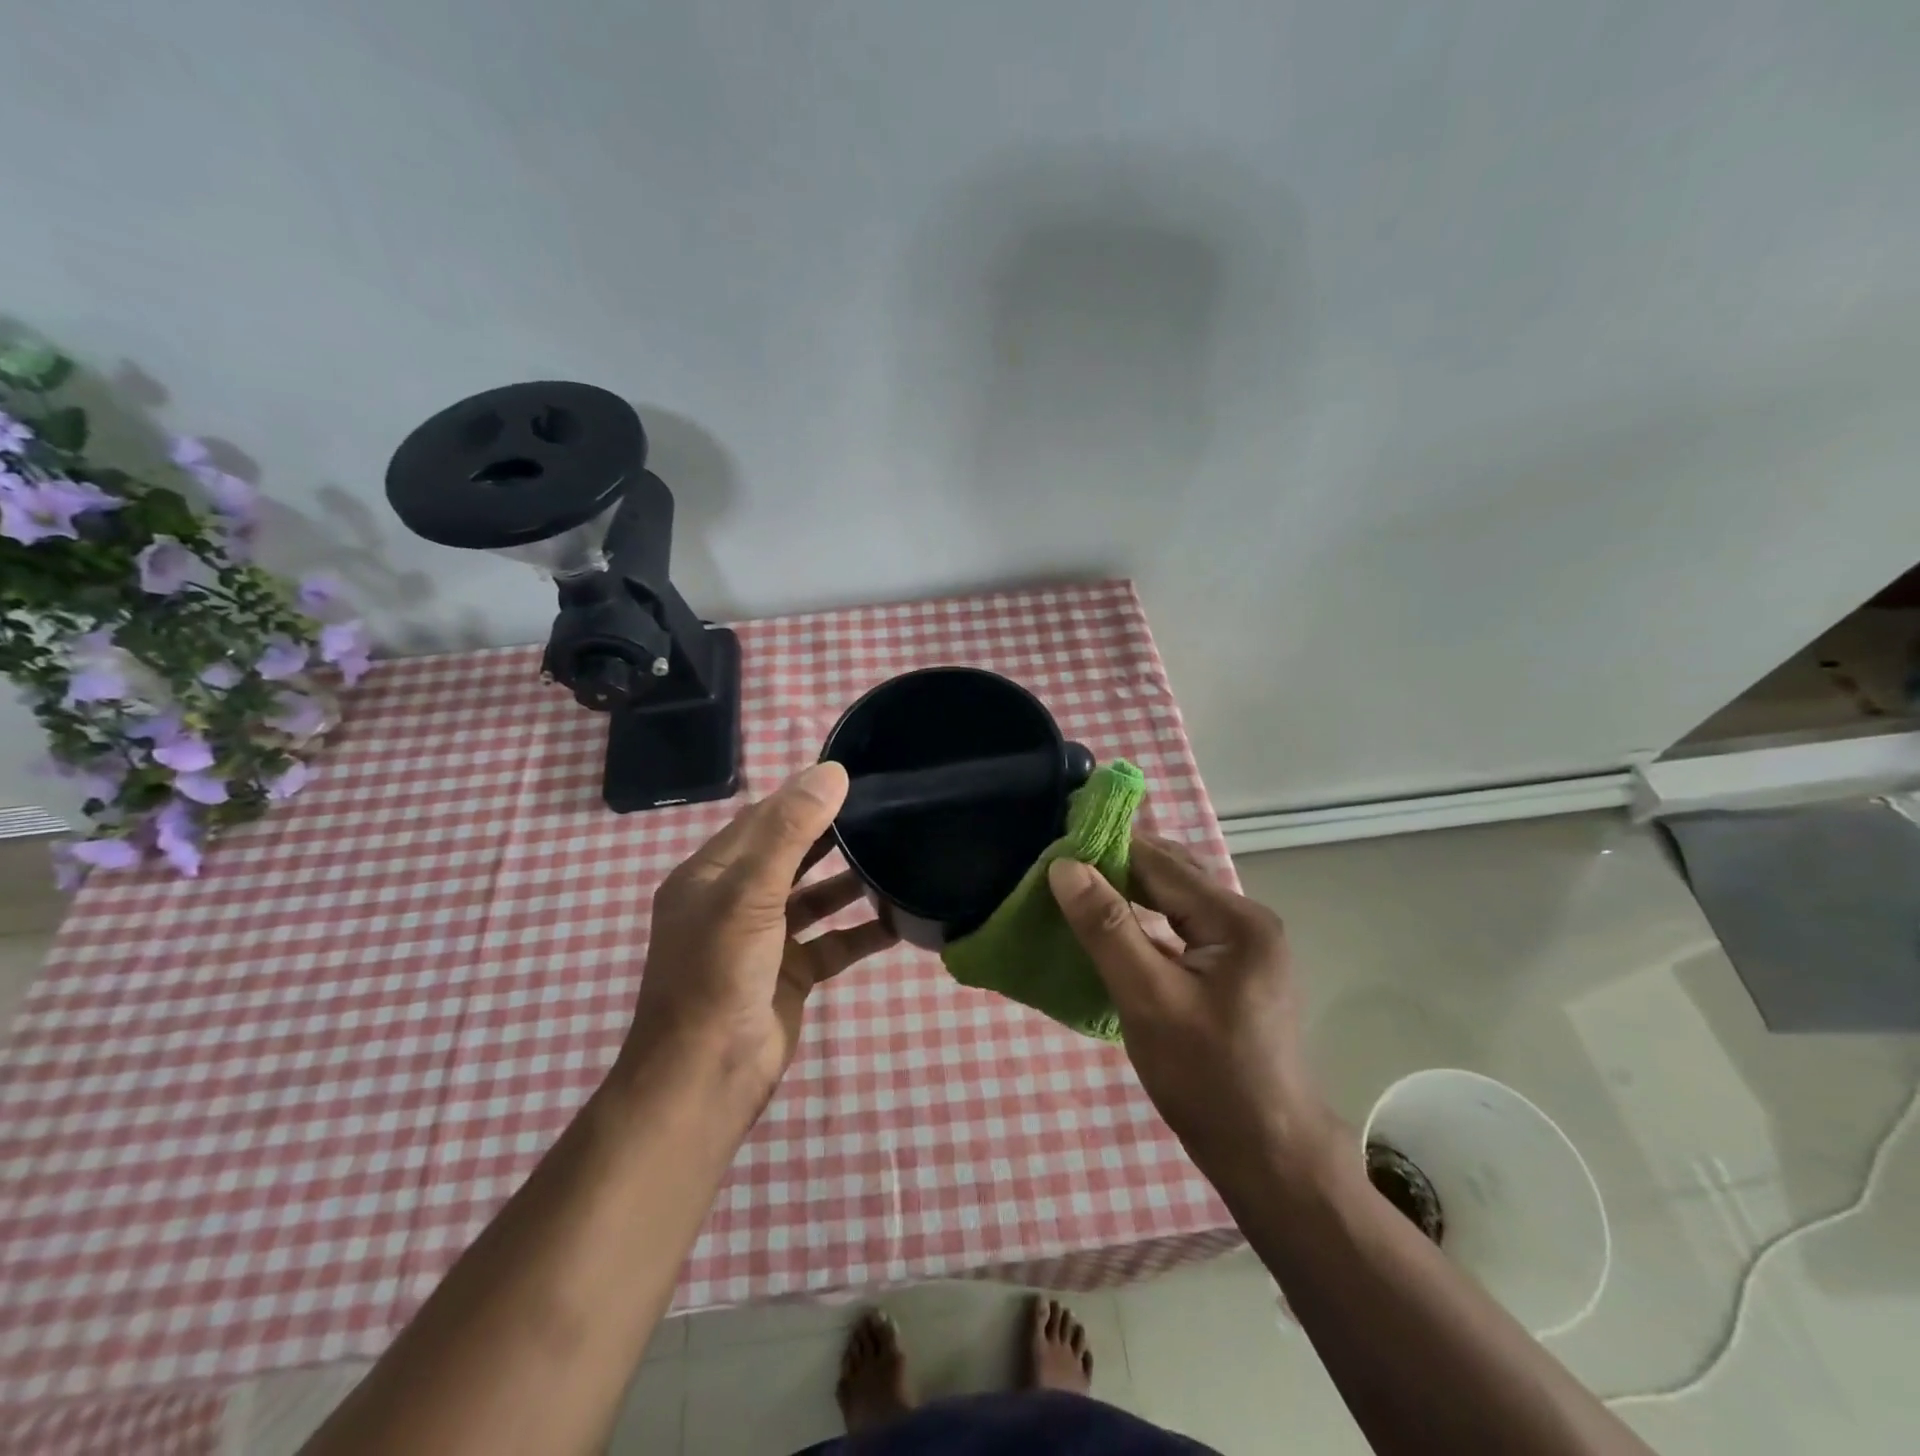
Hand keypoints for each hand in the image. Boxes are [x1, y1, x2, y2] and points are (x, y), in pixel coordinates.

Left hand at [620, 761, 897, 1114]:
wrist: (706, 1079)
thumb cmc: (719, 974)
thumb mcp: (750, 894)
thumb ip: (790, 832)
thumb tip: (831, 772)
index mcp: (711, 875)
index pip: (761, 820)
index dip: (803, 796)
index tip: (854, 777)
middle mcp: (734, 902)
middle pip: (789, 855)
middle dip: (831, 834)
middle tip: (885, 811)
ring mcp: (763, 941)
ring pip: (814, 898)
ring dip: (849, 882)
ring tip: (896, 856)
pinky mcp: (790, 974)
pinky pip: (832, 942)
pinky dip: (861, 931)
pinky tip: (899, 920)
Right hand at [1048, 835, 1339, 1187]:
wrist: (1266, 1156)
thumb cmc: (1206, 1077)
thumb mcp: (1147, 999)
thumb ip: (1107, 928)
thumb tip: (1064, 867)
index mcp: (1236, 919)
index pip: (1160, 864)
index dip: (1106, 850)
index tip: (1054, 846)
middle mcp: (1246, 920)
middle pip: (1171, 876)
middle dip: (1115, 868)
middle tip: (1058, 868)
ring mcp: (1242, 946)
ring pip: (1174, 901)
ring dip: (1128, 894)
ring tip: (1075, 891)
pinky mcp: (1230, 970)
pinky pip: (1180, 928)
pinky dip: (1144, 922)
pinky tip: (1111, 929)